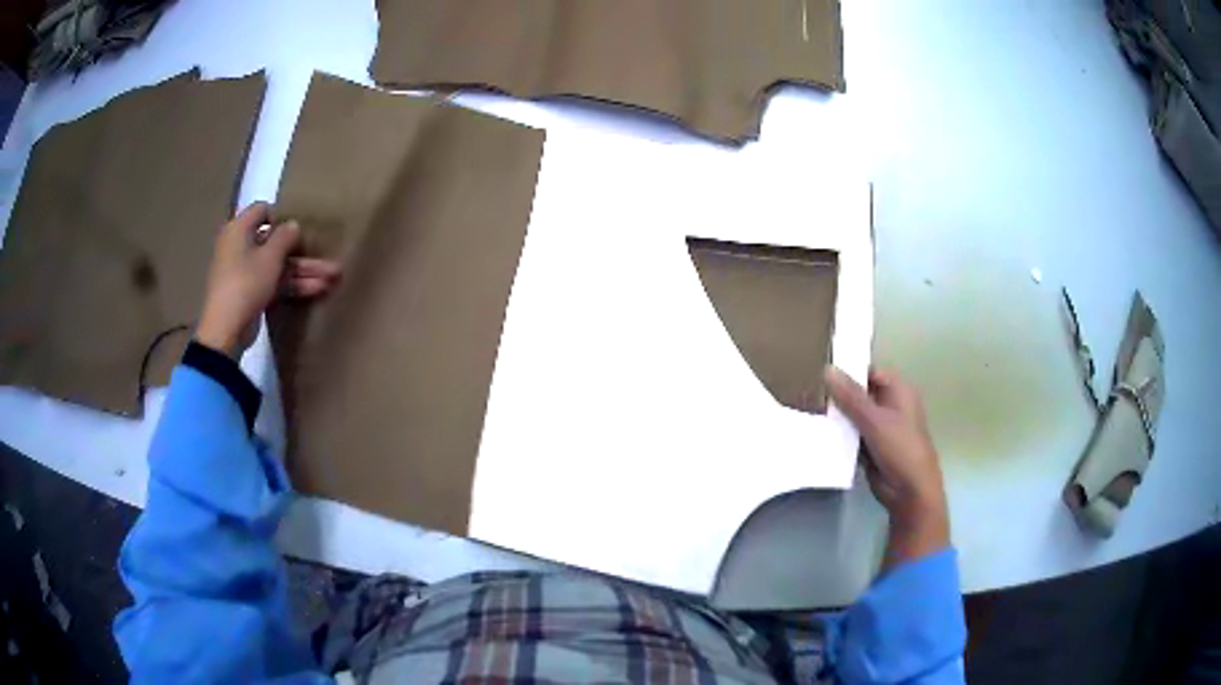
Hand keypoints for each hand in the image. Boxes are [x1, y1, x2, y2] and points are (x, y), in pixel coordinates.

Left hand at [196, 202, 341, 358]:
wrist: (226, 330)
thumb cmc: (245, 283)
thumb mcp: (270, 257)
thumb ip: (285, 237)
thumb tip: (293, 225)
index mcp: (239, 230)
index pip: (262, 210)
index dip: (281, 215)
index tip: (299, 225)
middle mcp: (240, 246)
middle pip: (275, 242)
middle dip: (302, 251)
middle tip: (327, 253)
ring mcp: (246, 271)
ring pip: (278, 265)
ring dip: (304, 270)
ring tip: (333, 277)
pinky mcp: (251, 292)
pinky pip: (274, 281)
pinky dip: (293, 284)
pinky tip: (318, 289)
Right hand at [824, 365, 949, 568]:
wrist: (909, 491)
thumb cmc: (900, 448)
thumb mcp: (874, 420)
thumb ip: (850, 396)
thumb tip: (827, 368)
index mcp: (898, 390)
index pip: (868, 372)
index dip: (847, 370)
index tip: (818, 370)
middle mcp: (890, 405)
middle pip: (859, 393)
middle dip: (837, 395)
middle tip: (806, 391)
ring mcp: (880, 427)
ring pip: (853, 415)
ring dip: (836, 416)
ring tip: (804, 409)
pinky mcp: (870, 447)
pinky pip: (851, 435)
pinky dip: (838, 434)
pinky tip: (815, 431)